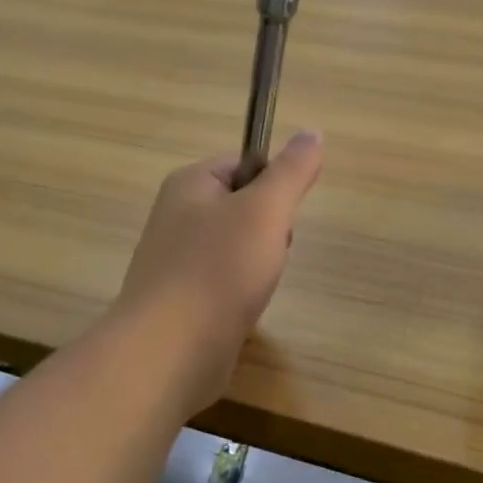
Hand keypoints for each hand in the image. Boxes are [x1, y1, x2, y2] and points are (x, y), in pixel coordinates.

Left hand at [115, 132, 322, 412]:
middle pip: (243, 206)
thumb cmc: (219, 269)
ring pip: (236, 247)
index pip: (244, 163)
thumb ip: (292, 171)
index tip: (281, 216)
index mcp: (189, 184)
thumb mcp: (266, 210)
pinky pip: (223, 281)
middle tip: (267, 253)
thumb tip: (312, 132)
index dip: (273, 185)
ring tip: (255, 286)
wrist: (169, 350)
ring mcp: (175, 259)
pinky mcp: (180, 299)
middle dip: (268, 230)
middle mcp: (176, 215)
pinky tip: (242, 310)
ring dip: (258, 264)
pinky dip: (240, 293)